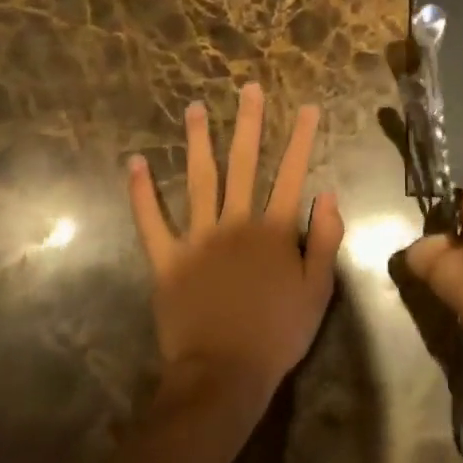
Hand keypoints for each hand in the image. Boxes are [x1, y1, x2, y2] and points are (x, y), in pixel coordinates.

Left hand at [128, 83, 344, 423]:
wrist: (224, 374)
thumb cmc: (277, 334)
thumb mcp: (317, 290)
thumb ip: (324, 239)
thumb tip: (327, 194)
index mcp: (273, 230)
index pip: (292, 174)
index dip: (302, 139)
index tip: (308, 107)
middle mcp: (236, 222)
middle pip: (244, 163)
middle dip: (249, 123)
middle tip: (248, 89)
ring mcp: (198, 238)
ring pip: (199, 180)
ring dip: (198, 142)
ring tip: (195, 108)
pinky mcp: (167, 259)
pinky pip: (151, 221)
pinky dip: (141, 192)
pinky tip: (135, 163)